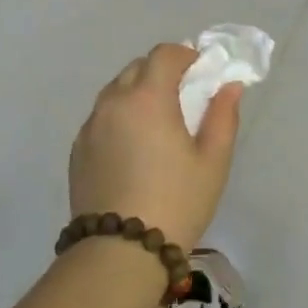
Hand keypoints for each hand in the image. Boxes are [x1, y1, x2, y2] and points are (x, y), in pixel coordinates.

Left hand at [69, 44, 243, 251]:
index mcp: (148, 98)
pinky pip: (101, 118)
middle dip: (161, 72)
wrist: (119, 252)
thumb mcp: (213, 161)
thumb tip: (229, 86)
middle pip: (137, 68)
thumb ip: (223, 116)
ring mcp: (90, 126)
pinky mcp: (77, 150)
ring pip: (115, 92)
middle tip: (183, 98)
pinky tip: (133, 148)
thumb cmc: (177, 202)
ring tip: (157, 124)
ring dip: (138, 94)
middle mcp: (113, 102)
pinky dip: (119, 117)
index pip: (164, 54)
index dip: (185, 55)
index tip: (201, 72)